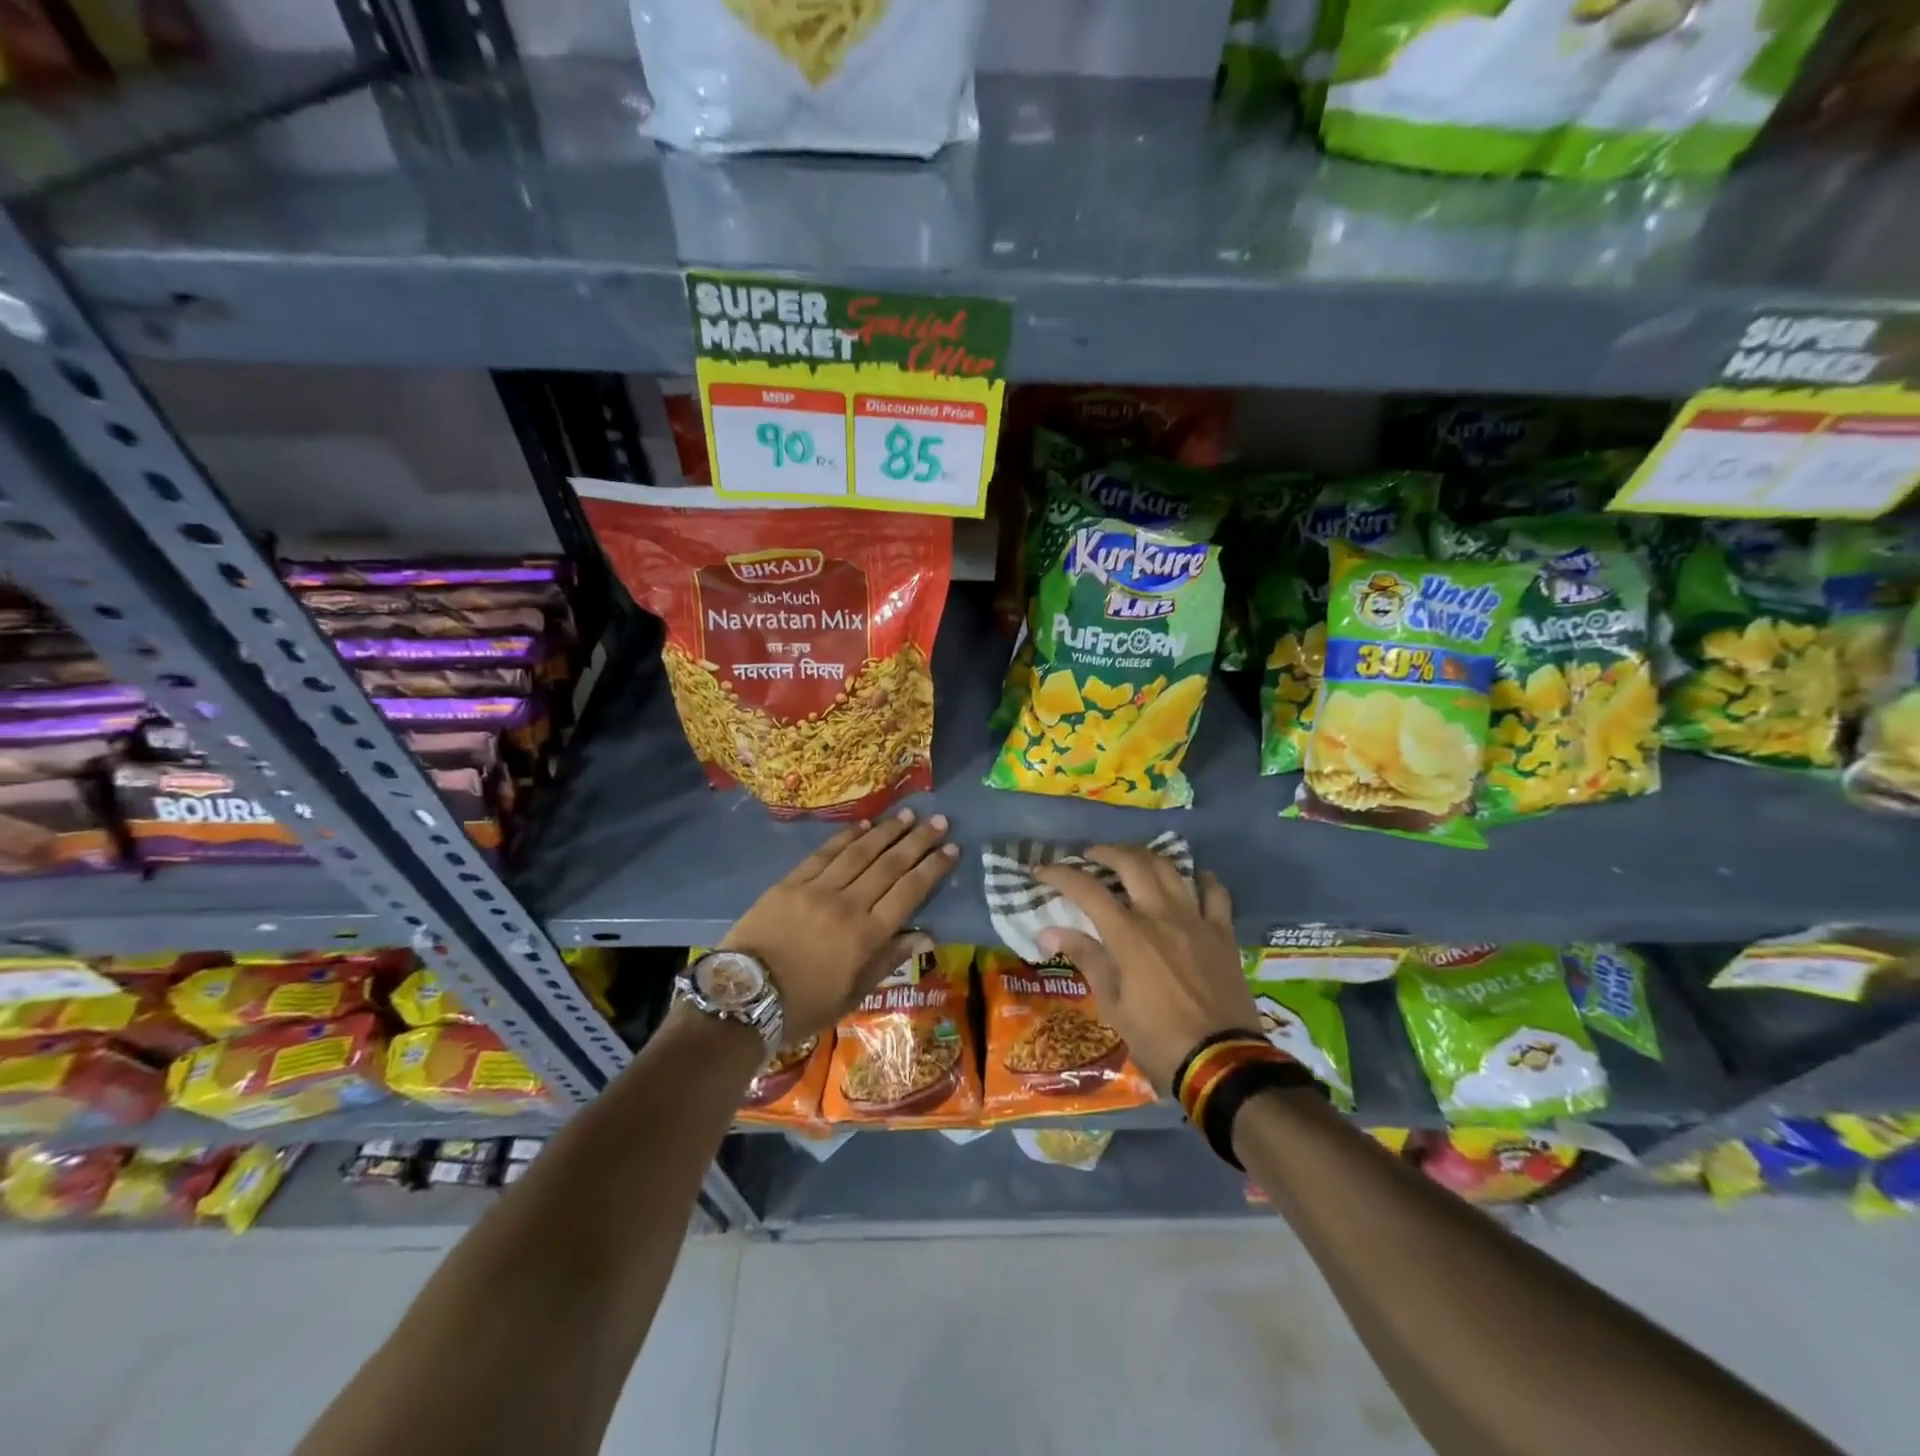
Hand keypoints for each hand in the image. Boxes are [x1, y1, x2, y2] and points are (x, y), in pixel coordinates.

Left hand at [722, 808, 957, 1044]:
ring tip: (908, 814)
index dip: (933, 868)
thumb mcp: (853, 994)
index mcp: (867, 936)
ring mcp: (818, 890)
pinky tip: (864, 825)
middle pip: (889, 865)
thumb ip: (889, 960)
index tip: (952, 849)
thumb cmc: (803, 1005)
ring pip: (860, 853)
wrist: (742, 999)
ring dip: (887, 831)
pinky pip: (824, 854)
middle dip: (917, 841)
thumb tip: (927, 936)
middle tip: (938, 821)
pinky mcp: (791, 883)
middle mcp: (848, 905)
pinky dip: (846, 837)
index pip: (909, 892)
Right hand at [1034, 845, 1257, 1090]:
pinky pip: (1215, 894)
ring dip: (1146, 857)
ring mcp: (1196, 921)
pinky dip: (1201, 879)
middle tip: (1091, 856)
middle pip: (1132, 864)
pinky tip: (1193, 879)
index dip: (1061, 875)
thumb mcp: (1113, 1006)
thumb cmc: (1158, 1040)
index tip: (1042, 870)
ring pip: (1170, 869)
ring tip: (1132, 861)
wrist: (1221, 1065)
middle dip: (1106, 852)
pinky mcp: (1223, 934)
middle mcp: (1161, 916)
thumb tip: (1048, 932)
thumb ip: (1087, 959)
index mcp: (1129, 935)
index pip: (1087, 890)